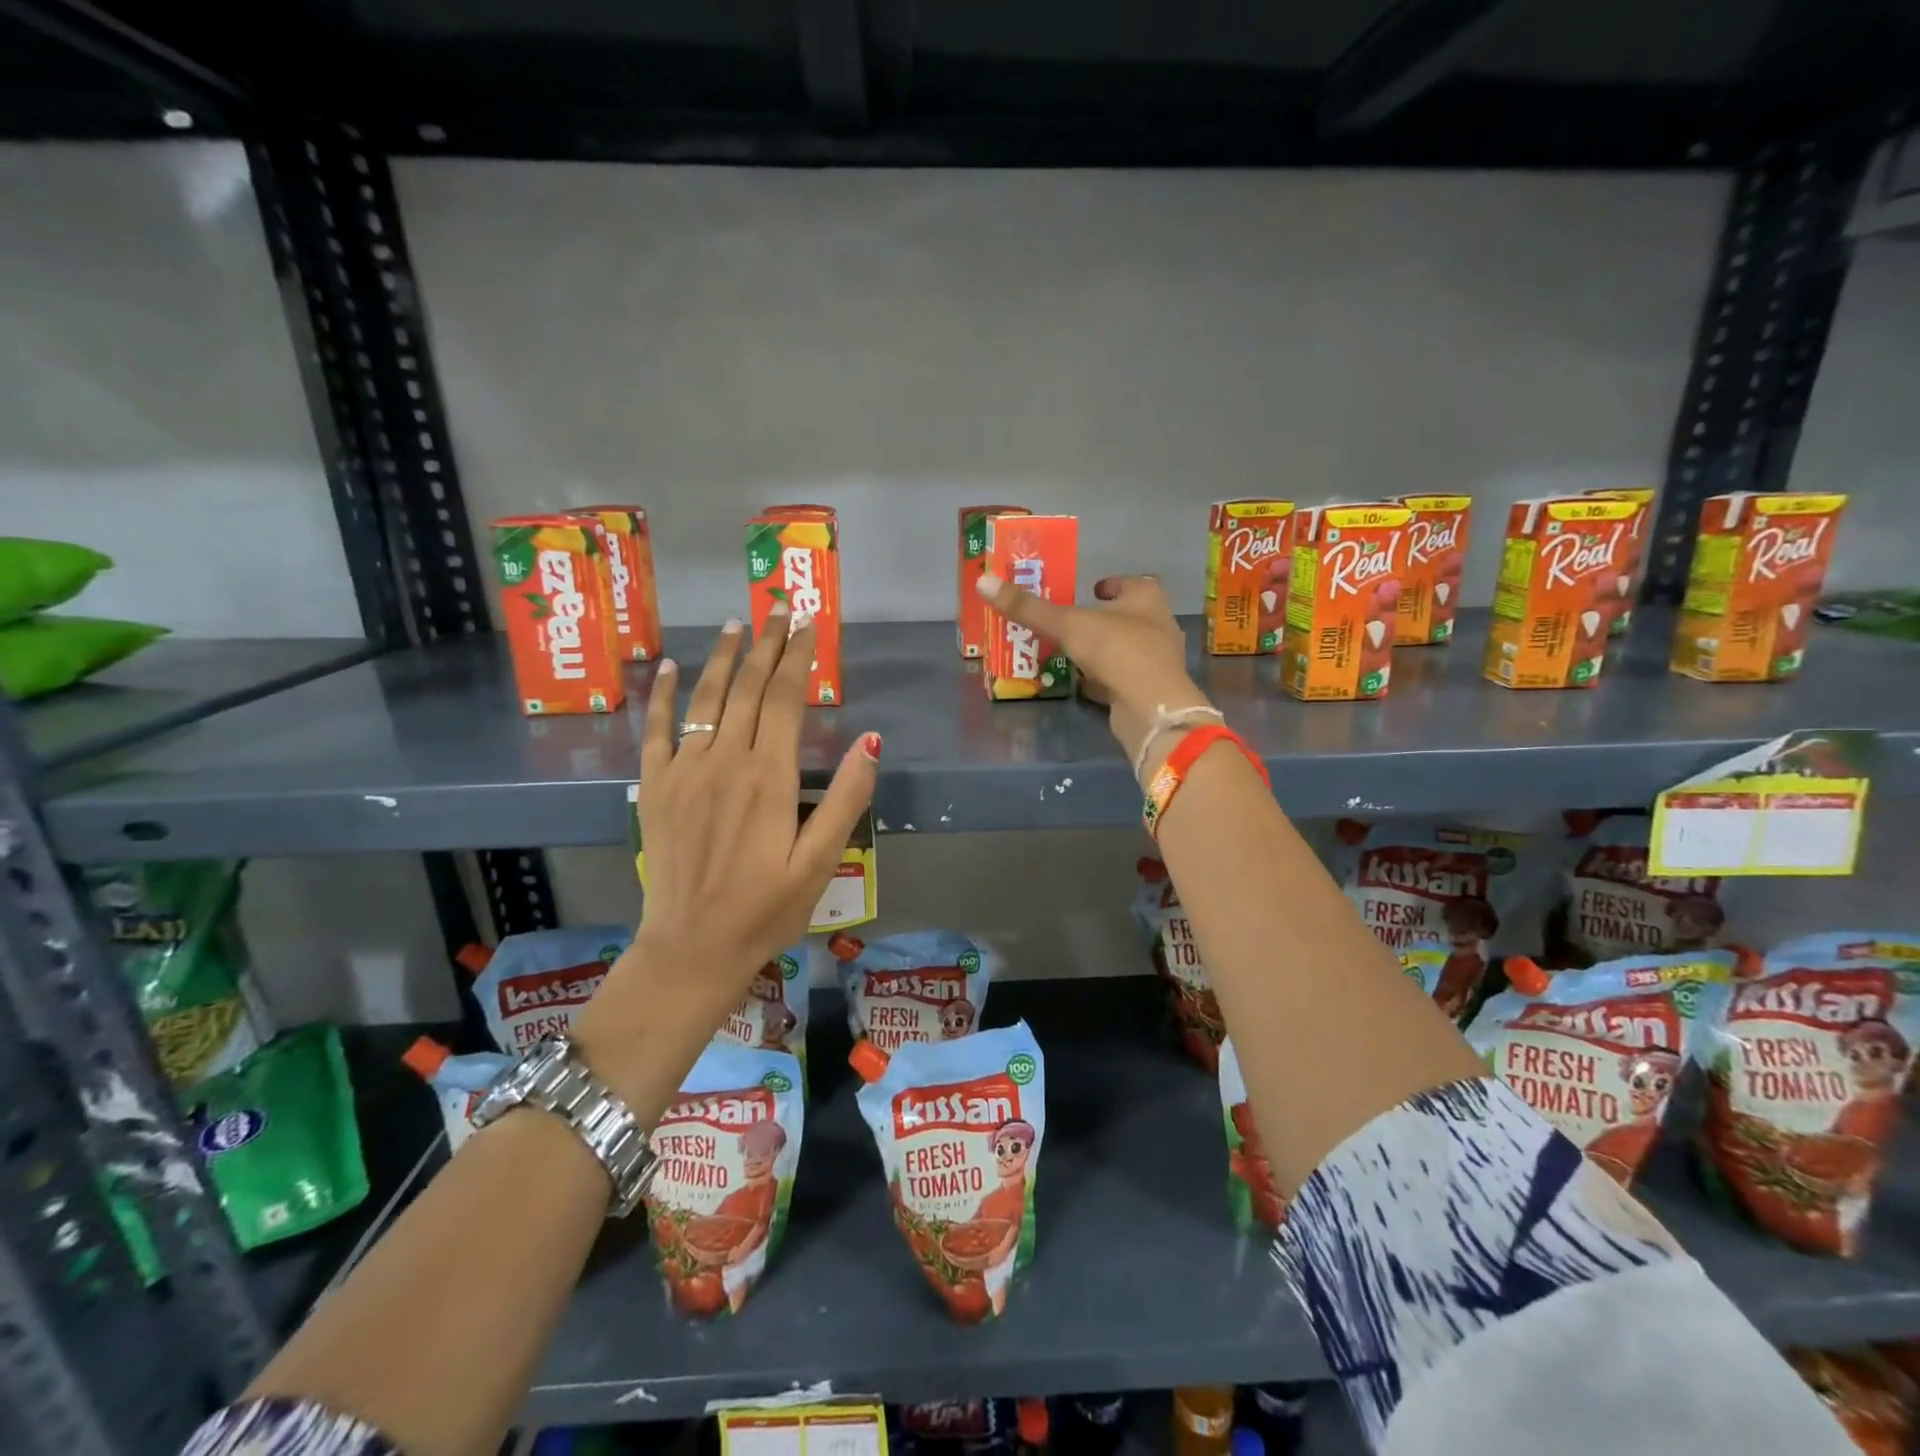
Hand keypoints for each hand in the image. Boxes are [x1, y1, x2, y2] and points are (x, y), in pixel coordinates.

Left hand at [585, 607, 879, 1045]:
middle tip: (779, 610)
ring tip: (736, 625)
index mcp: (769, 777)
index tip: (809, 625)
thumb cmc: (765, 909)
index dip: (798, 657)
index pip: (785, 698)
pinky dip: (663, 695)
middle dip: (766, 645)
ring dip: (723, 658)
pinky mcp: (654, 788)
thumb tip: (872, 739)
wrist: (691, 949)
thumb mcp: (820, 862)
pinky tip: (669, 667)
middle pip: (748, 688)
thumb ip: (846, 798)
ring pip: (706, 699)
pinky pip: (657, 730)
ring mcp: (684, 771)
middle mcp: (725, 761)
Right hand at [974, 571, 1210, 778]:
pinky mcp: (1149, 690)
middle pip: (1129, 616)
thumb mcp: (1067, 625)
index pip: (1131, 582)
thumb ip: (1029, 608)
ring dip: (1103, 649)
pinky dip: (1104, 678)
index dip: (1110, 585)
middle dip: (1103, 618)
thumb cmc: (1116, 650)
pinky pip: (1123, 677)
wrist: (1150, 706)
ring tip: (1071, 651)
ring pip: (1126, 648)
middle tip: (1072, 621)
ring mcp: (1157, 660)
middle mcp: (1158, 625)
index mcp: (1147, 598)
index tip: (1090, 589)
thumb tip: (983, 582)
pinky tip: (1083, 682)